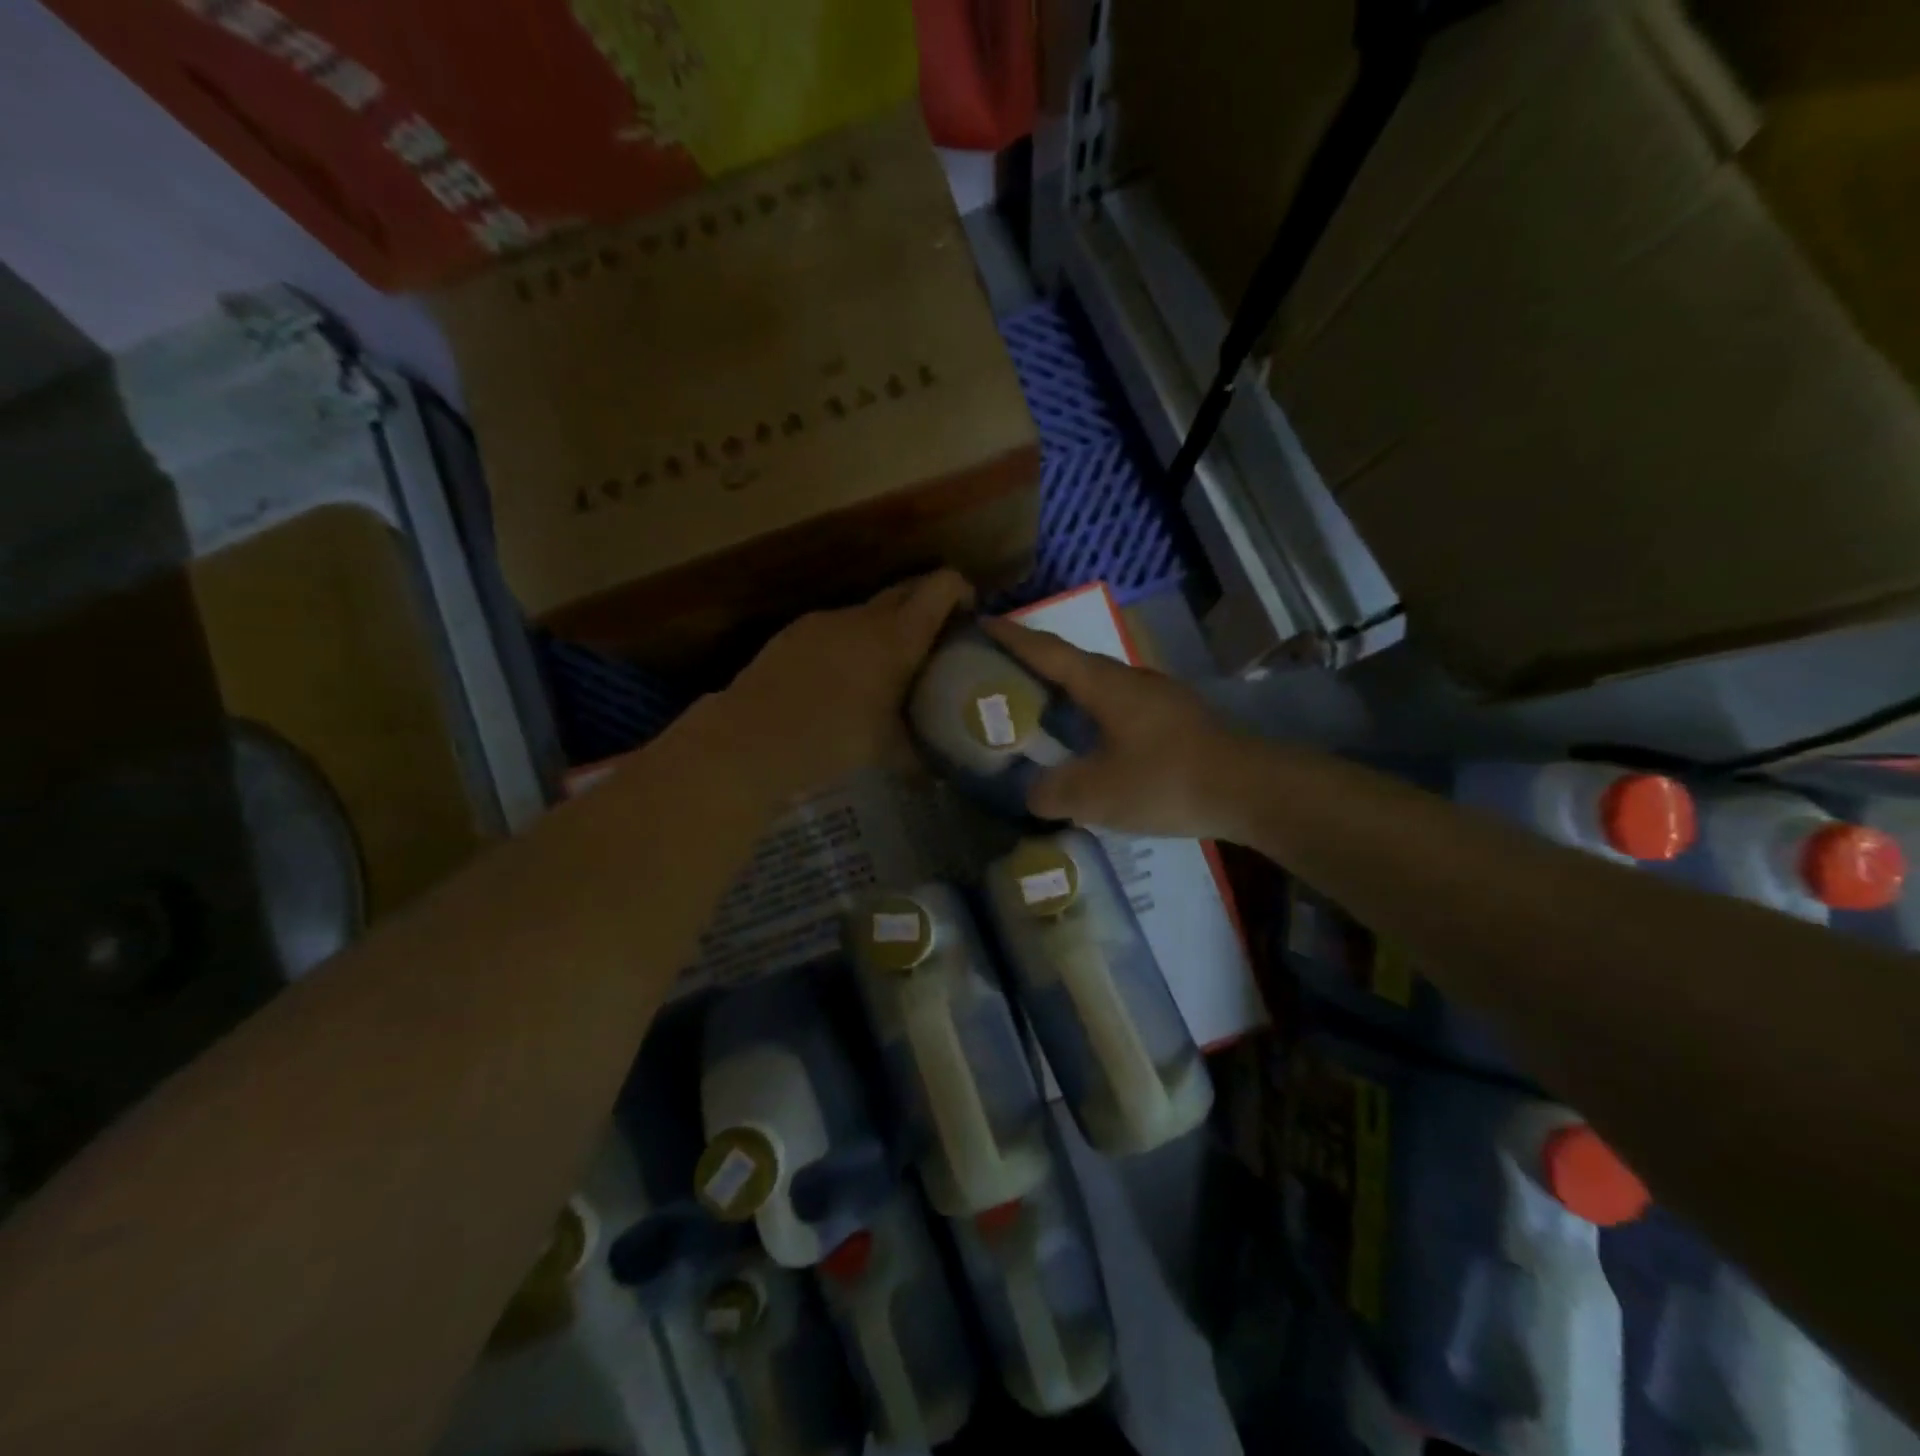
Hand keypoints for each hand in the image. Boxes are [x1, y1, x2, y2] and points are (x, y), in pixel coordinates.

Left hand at [712, 570, 975, 797]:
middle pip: (908, 590)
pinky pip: (837, 627)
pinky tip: (841, 680)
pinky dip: (851, 642)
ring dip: (886, 629)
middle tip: (937, 643)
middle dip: (928, 607)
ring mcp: (826, 620)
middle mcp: (864, 617)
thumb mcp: (888, 752)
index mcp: (898, 637)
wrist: (753, 737)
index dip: (962, 593)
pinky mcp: (796, 632)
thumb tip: (939, 774)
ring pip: (869, 612)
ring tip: (886, 669)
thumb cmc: (833, 740)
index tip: (969, 618)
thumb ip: (920, 755)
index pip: (942, 586)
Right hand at [982, 617, 1249, 838]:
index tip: (981, 622)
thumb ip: (1053, 793)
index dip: (1011, 637)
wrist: (1249, 789)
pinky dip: (1092, 715)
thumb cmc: (1165, 781)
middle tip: (1000, 675)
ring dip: (1066, 692)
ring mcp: (1157, 697)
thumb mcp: (1097, 794)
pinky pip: (1118, 708)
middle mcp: (1129, 680)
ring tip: (1039, 711)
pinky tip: (1089, 743)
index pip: (1047, 651)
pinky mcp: (1174, 719)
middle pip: (1072, 663)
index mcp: (1105, 685)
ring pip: (1099, 687)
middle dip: (1034, 664)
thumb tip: (1034, 794)